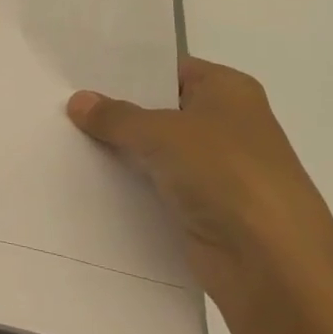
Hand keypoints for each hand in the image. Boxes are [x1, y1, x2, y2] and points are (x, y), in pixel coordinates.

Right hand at [67, 58, 332, 321]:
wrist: (271, 264)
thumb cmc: (226, 174)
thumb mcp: (161, 133)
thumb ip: (116, 117)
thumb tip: (78, 101)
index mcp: (228, 91)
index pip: (169, 69)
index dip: (127, 71)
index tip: (79, 72)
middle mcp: (225, 124)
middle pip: (159, 110)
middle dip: (116, 111)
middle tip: (61, 103)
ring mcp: (216, 169)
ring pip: (155, 151)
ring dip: (119, 150)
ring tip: (62, 138)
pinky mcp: (203, 209)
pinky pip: (156, 187)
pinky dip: (128, 185)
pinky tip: (86, 179)